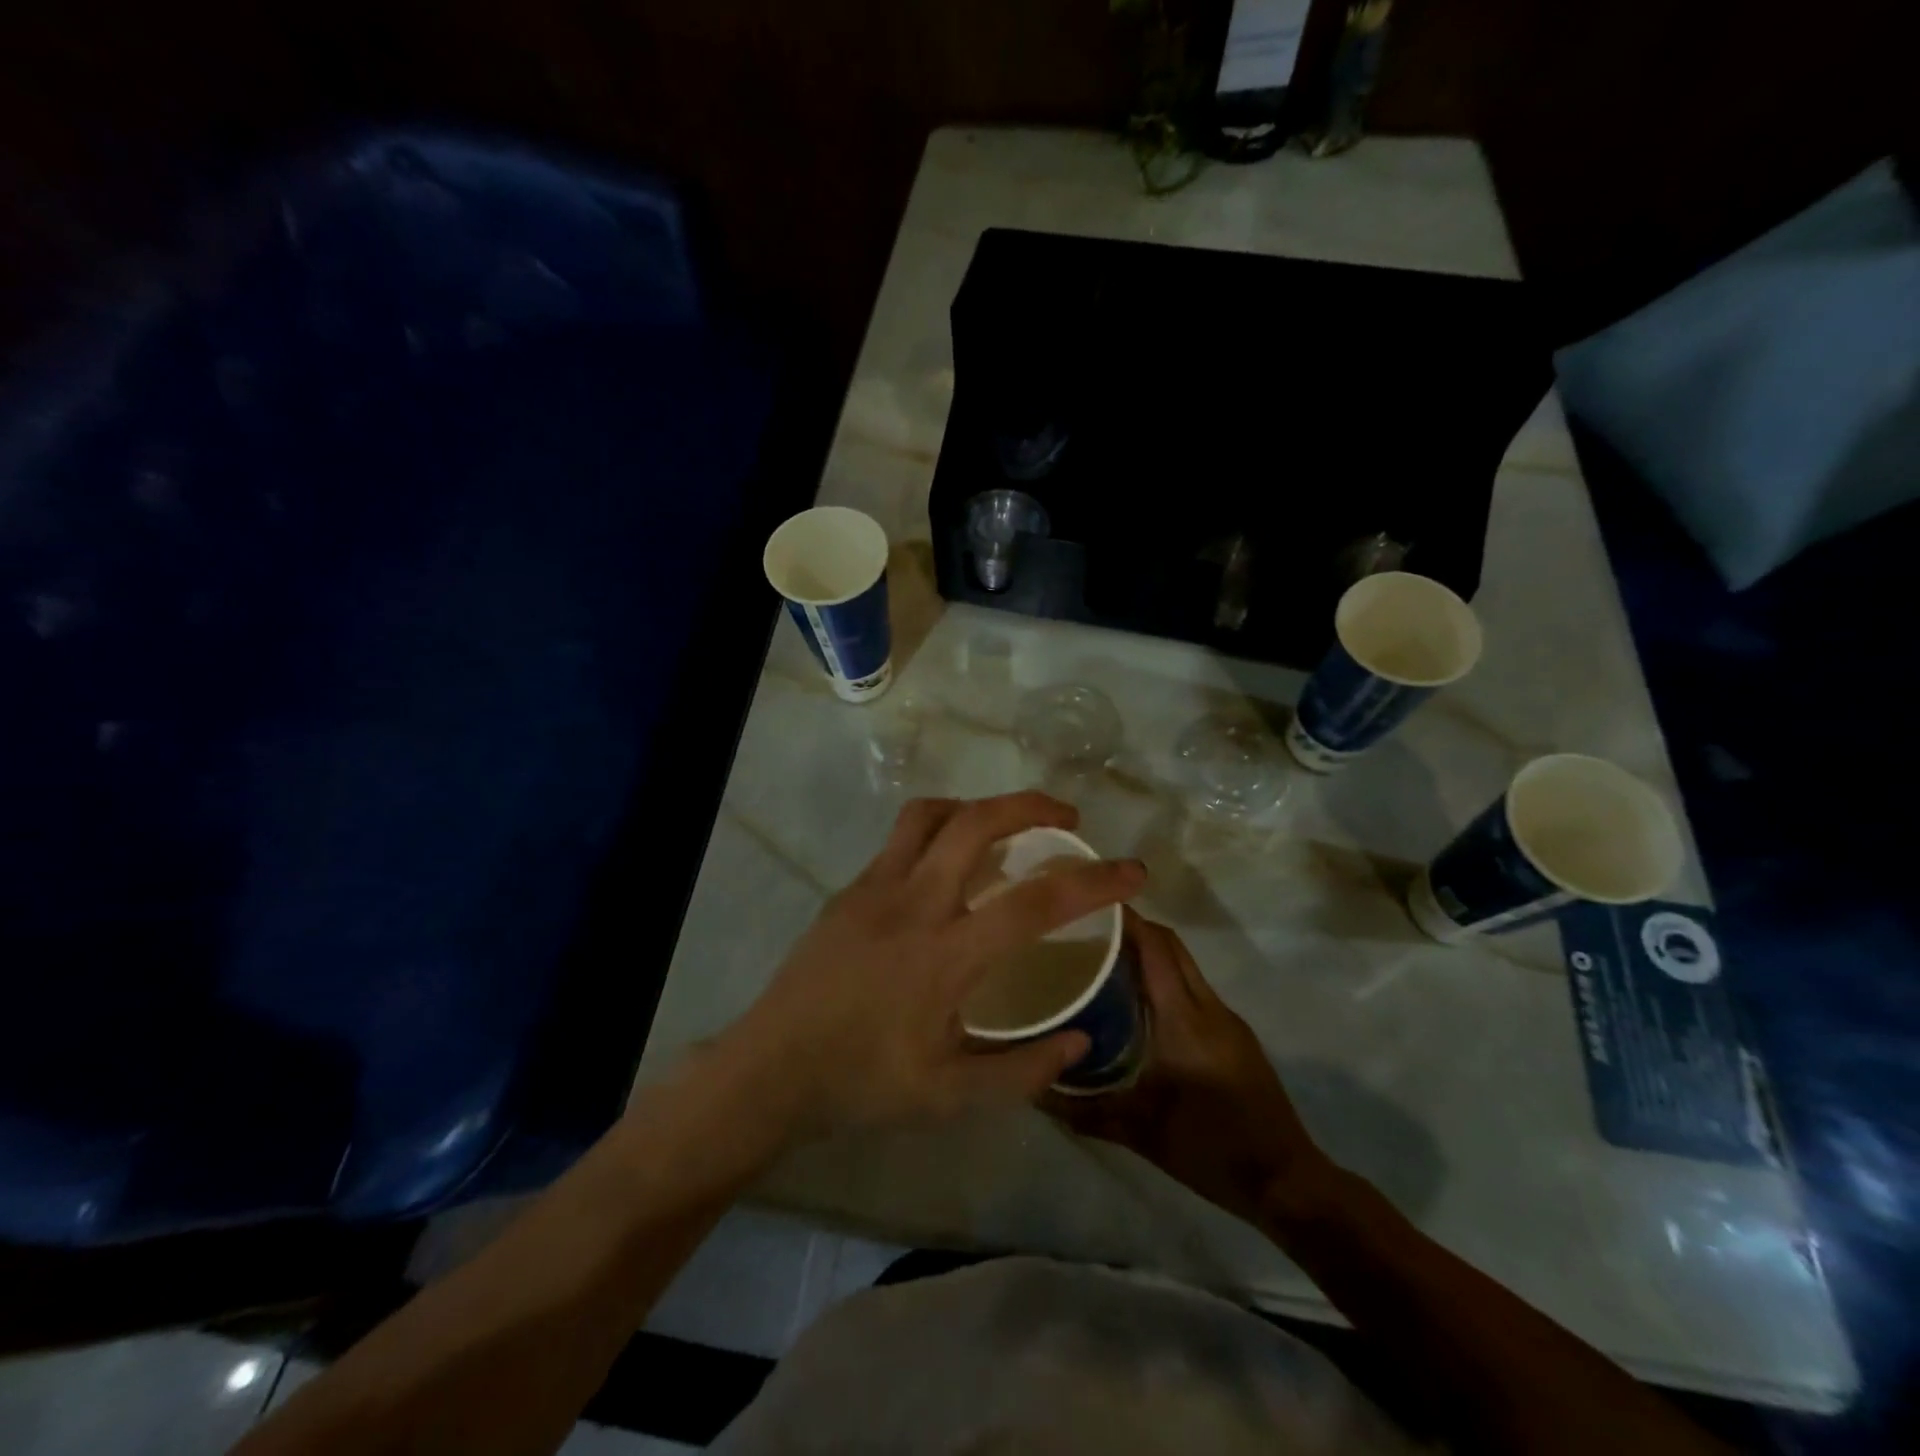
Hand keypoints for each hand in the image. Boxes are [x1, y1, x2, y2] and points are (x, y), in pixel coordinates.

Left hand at [721, 792, 1145, 1137]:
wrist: (770, 1068)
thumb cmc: (861, 1083)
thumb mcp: (950, 1095)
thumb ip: (1022, 1071)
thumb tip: (1078, 1040)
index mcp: (946, 954)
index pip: (1035, 902)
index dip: (1093, 881)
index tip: (1132, 871)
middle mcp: (914, 903)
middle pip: (978, 822)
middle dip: (1032, 806)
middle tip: (1067, 819)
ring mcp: (876, 887)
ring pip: (932, 813)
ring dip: (979, 807)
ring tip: (1006, 826)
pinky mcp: (850, 888)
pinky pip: (902, 837)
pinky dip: (939, 829)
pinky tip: (947, 865)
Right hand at [1045, 910, 1333, 1225]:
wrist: (1286, 1181)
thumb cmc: (1210, 1149)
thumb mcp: (1138, 1132)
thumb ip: (1083, 1110)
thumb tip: (1034, 1090)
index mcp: (1184, 1019)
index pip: (1155, 947)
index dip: (1126, 920)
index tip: (1087, 907)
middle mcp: (1208, 1007)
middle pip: (1172, 946)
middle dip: (1135, 929)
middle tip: (1089, 931)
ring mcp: (1227, 1019)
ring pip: (1185, 965)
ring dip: (1151, 953)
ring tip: (1106, 961)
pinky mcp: (1236, 1034)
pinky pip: (1195, 989)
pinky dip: (1167, 979)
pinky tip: (1140, 1003)